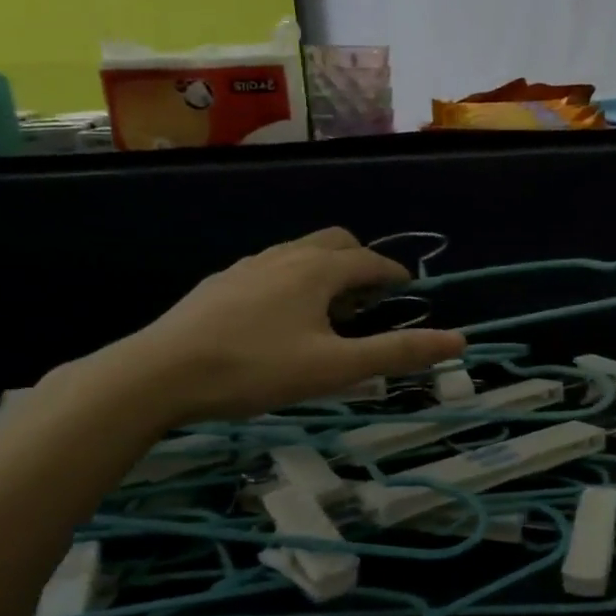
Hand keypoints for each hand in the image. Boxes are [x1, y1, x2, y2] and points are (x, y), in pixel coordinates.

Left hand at [104, 228, 464, 423]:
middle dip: (361, 262)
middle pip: (336, 242)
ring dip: (326, 271)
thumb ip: (396, 353)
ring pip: (301, 253)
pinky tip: (280, 317)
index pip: (371, 260)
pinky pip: (271, 267)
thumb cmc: (255, 368)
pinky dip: (294, 279)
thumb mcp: (335, 368)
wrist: (157, 374)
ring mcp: (248, 266)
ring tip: (329, 310)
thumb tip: (458, 340)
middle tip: (370, 298)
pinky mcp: (221, 283)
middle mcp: (285, 255)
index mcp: (318, 270)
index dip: (395, 273)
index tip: (409, 289)